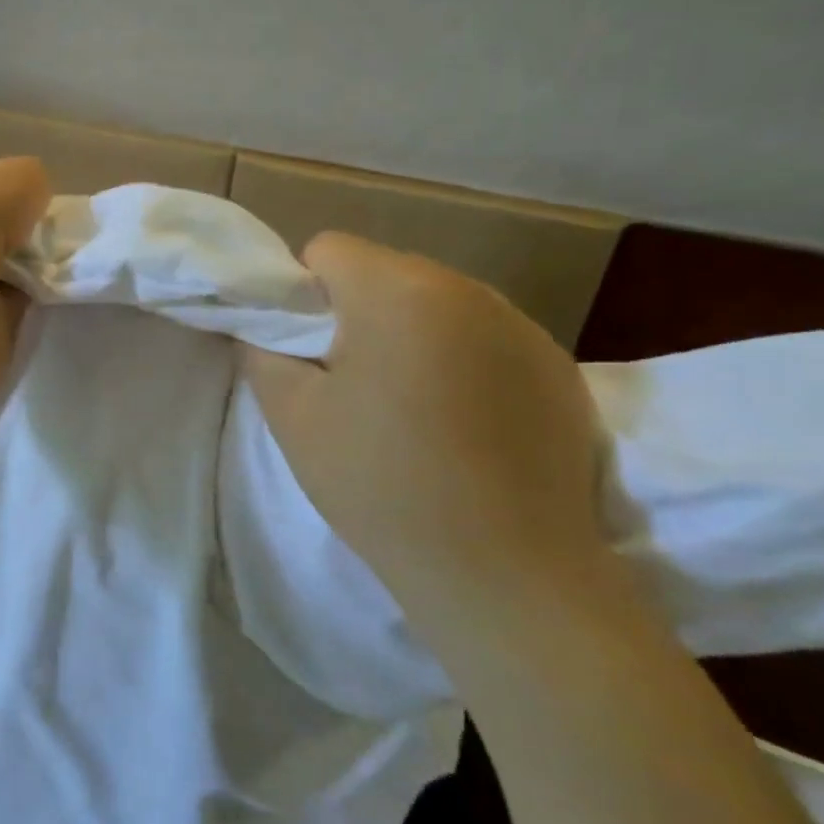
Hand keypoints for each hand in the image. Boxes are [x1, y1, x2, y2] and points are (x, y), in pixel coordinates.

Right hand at [243, 232, 606, 605]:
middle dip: (354, 313)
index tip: (305, 353)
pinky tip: (460, 428)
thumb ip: (263, 351)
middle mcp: (468, 289)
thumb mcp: (292, 415)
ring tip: (406, 411)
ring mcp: (525, 327)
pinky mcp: (560, 368)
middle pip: (384, 272)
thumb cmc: (380, 484)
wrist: (505, 573)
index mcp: (398, 290)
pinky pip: (484, 339)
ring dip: (408, 336)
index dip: (300, 295)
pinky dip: (458, 363)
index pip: (328, 249)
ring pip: (435, 305)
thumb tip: (266, 326)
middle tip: (347, 386)